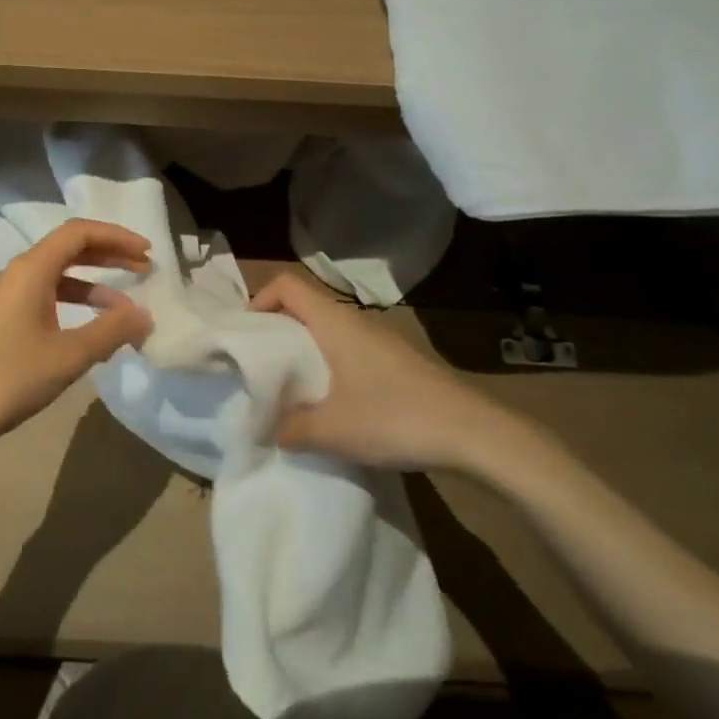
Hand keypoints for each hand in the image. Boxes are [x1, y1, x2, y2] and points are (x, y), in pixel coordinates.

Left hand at [0, 219, 152, 449]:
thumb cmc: (11, 378)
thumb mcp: (69, 355)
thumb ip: (111, 330)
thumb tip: (144, 316)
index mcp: (32, 269)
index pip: (80, 233)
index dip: (116, 237)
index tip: (147, 252)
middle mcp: (19, 271)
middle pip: (70, 247)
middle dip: (110, 255)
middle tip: (144, 268)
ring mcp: (9, 294)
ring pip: (60, 273)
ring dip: (95, 282)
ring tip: (127, 304)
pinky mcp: (5, 315)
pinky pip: (48, 294)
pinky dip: (76, 302)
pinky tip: (95, 328)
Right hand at [250, 272, 535, 470]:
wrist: (472, 432)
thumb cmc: (394, 418)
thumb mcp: (333, 430)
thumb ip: (291, 428)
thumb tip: (267, 429)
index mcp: (334, 322)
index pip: (287, 285)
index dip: (260, 300)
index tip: (247, 335)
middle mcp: (355, 321)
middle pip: (305, 307)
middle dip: (278, 331)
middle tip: (260, 367)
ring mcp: (379, 340)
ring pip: (328, 330)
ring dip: (305, 352)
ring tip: (292, 389)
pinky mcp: (395, 361)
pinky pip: (349, 350)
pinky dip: (330, 365)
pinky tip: (333, 404)